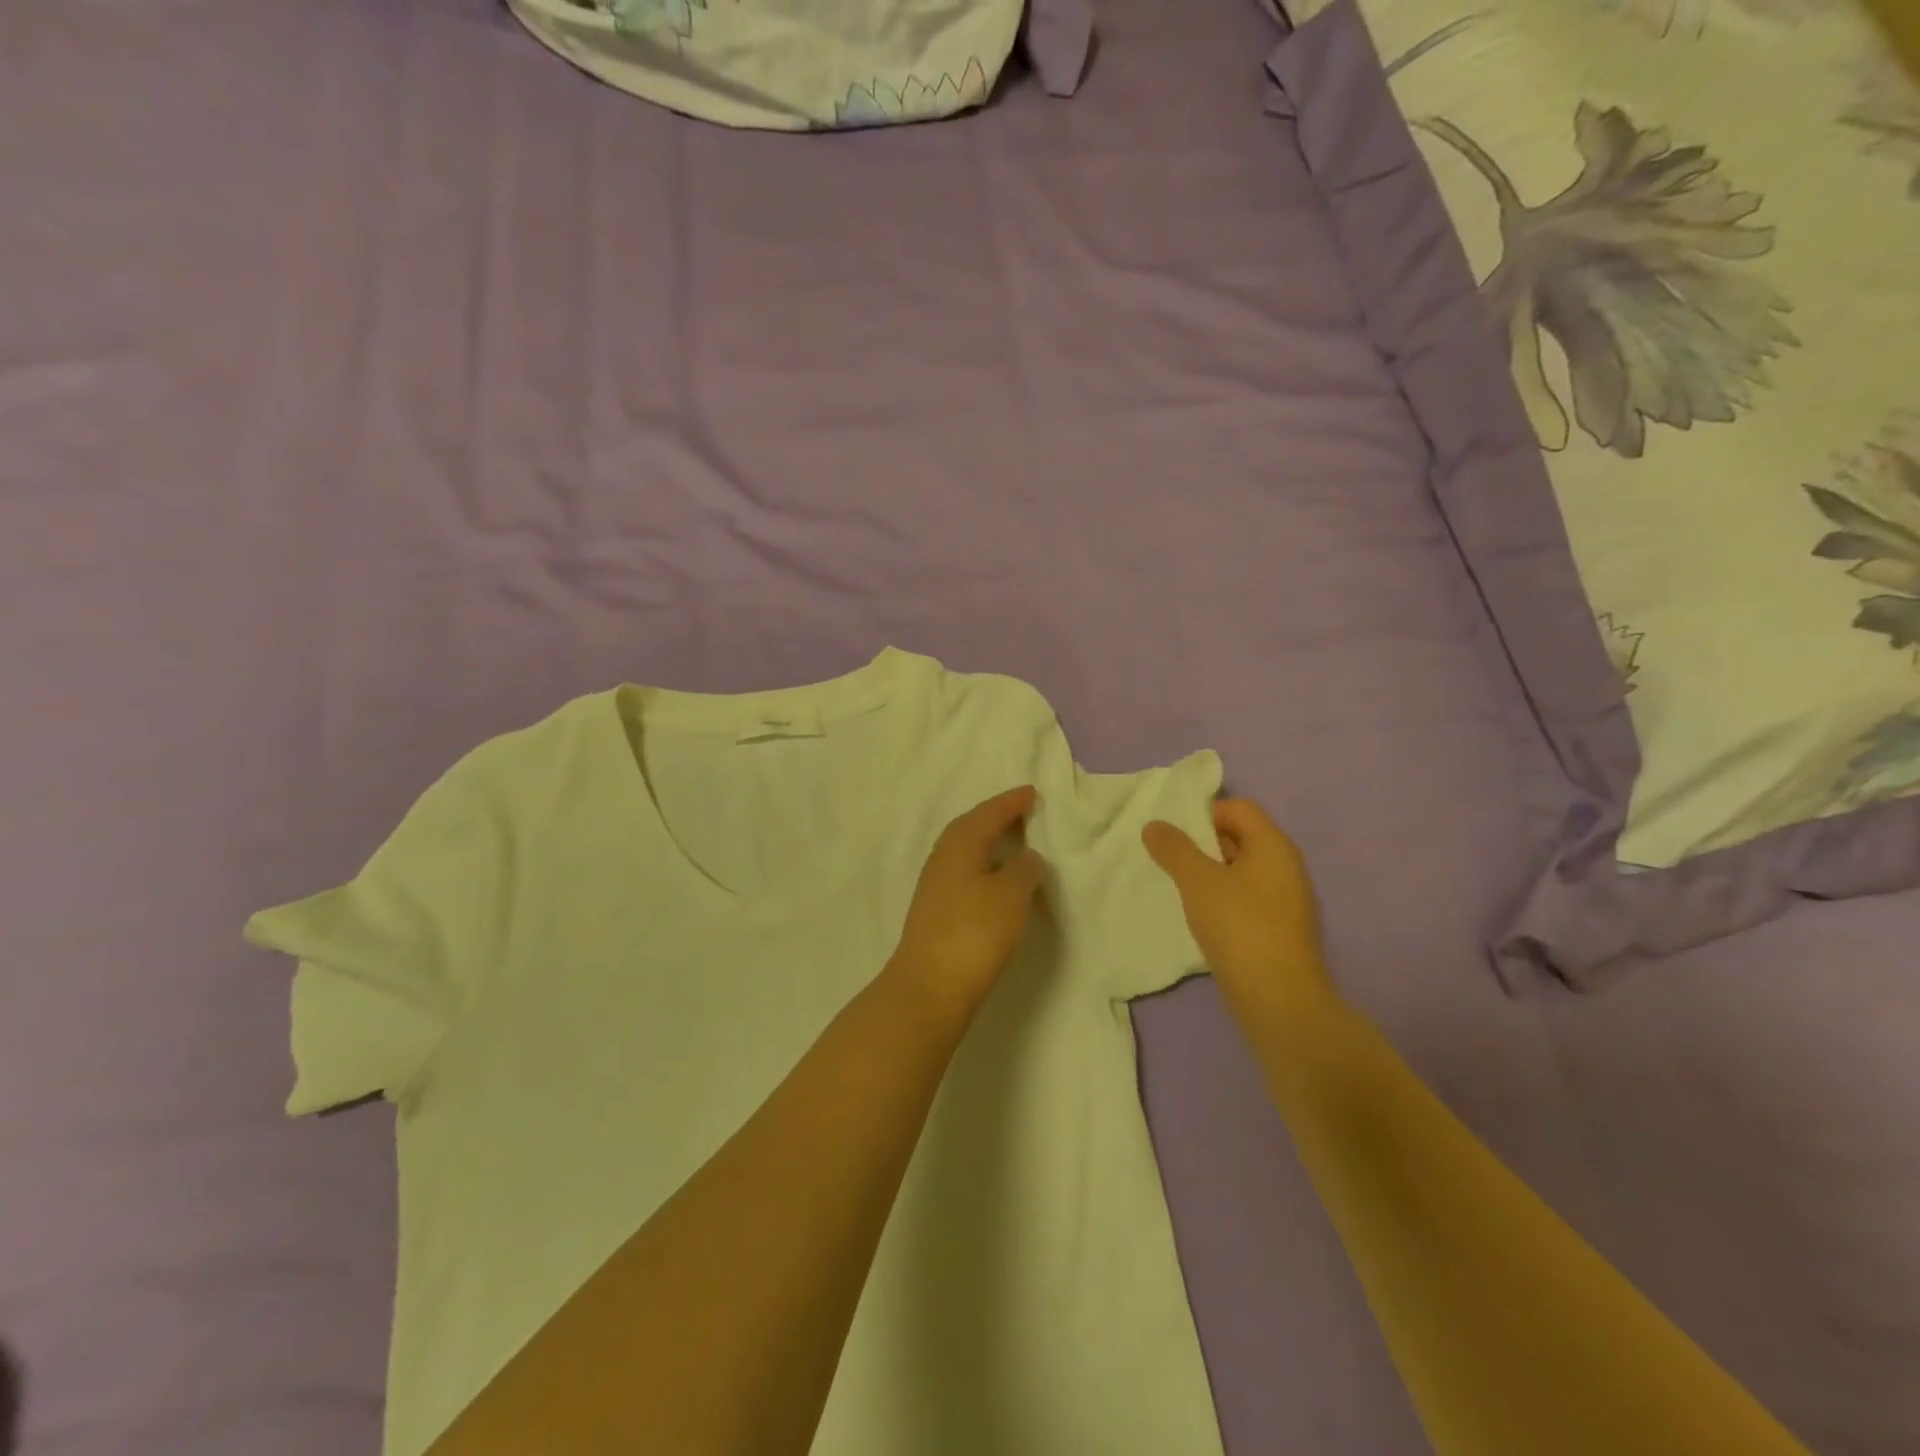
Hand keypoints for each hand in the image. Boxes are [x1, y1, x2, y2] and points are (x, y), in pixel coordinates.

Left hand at [886, 786, 1047, 1023]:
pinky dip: (983, 868)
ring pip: (965, 851)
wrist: (928, 988)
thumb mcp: (1011, 895)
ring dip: (988, 843)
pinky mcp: (935, 912)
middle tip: (1021, 812)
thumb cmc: (974, 933)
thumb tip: (1026, 857)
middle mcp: (942, 858)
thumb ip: (1025, 869)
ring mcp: (935, 886)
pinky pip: (963, 873)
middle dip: (995, 817)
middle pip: (970, 827)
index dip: (1011, 802)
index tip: (1030, 792)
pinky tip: (994, 882)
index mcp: (960, 845)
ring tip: (1012, 844)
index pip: (988, 813)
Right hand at [1142, 798, 1336, 1030]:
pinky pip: (1248, 898)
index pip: (1238, 808)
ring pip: (1242, 870)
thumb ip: (1174, 849)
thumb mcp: (1197, 882)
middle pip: (1241, 836)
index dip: (1204, 814)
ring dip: (1211, 875)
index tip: (1175, 838)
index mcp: (1274, 845)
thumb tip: (1155, 825)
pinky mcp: (1281, 928)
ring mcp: (1287, 899)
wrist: (1279, 1001)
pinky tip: (1203, 920)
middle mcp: (1287, 866)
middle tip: (1171, 863)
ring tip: (1182, 892)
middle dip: (1203, 845)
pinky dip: (1224, 900)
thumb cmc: (1239, 928)